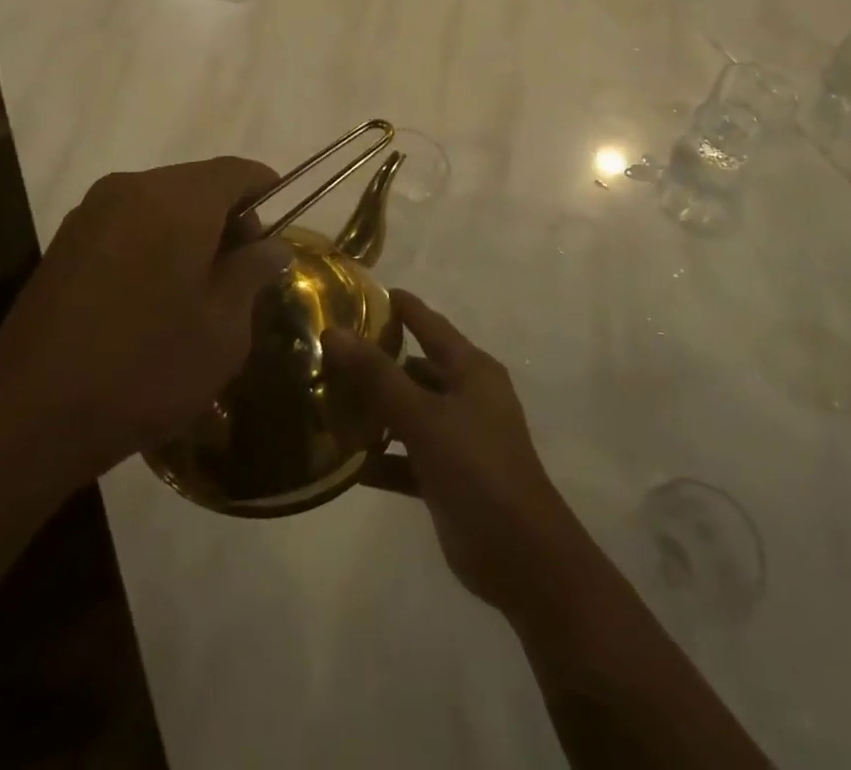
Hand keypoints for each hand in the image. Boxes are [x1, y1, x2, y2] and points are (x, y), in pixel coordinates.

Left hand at [0, 158, 293, 484]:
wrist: (29, 418)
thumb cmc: (145, 368)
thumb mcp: (222, 329)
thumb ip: (252, 274)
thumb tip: (272, 247)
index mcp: (177, 200)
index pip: (237, 172)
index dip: (267, 191)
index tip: (283, 227)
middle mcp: (131, 188)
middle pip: (198, 183)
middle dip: (229, 216)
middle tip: (245, 269)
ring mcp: (92, 213)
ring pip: (161, 202)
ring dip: (191, 229)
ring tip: (201, 286)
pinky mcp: (66, 241)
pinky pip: (129, 222)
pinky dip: (155, 240)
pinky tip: (156, 293)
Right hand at [322, 290, 589, 623]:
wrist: (521, 557)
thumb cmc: (477, 469)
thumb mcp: (424, 417)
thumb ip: (378, 376)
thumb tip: (335, 332)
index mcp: (472, 370)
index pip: (430, 324)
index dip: (400, 307)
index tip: (360, 292)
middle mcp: (467, 396)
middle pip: (416, 367)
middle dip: (378, 361)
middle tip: (331, 352)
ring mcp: (460, 437)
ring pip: (410, 412)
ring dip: (376, 411)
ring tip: (328, 401)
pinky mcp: (449, 476)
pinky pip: (408, 456)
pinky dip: (383, 458)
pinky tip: (346, 463)